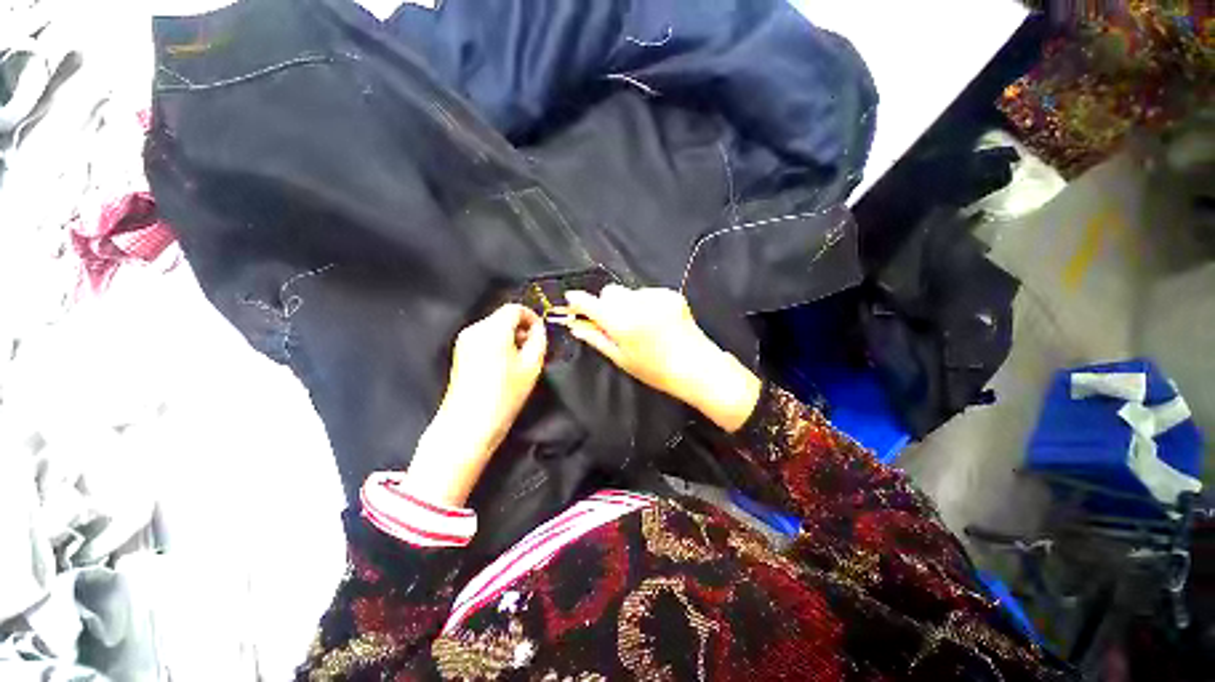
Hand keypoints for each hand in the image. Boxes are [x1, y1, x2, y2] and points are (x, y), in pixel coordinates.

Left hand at [405, 304, 546, 506]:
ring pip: (493, 327)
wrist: (468, 424)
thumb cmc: (504, 395)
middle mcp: (475, 330)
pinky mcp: (460, 353)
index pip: (514, 308)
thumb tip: (538, 328)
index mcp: (493, 330)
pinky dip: (497, 343)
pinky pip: (484, 338)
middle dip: (521, 327)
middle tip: (534, 347)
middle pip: (503, 316)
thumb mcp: (532, 366)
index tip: (540, 331)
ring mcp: (464, 341)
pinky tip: (505, 364)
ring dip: (510, 336)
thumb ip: (539, 339)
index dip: (531, 316)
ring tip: (521, 359)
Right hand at [560, 286, 760, 431]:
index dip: (578, 300)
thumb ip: (597, 339)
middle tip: (614, 323)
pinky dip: (645, 304)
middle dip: (606, 304)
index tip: (572, 299)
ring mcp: (656, 296)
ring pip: (629, 292)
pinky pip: (647, 293)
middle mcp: (637, 304)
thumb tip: (576, 327)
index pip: (591, 303)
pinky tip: (656, 321)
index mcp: (622, 323)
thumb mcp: (621, 359)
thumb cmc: (655, 370)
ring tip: (641, 325)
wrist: (698, 367)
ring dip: (627, 304)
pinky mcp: (671, 294)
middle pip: (610, 292)